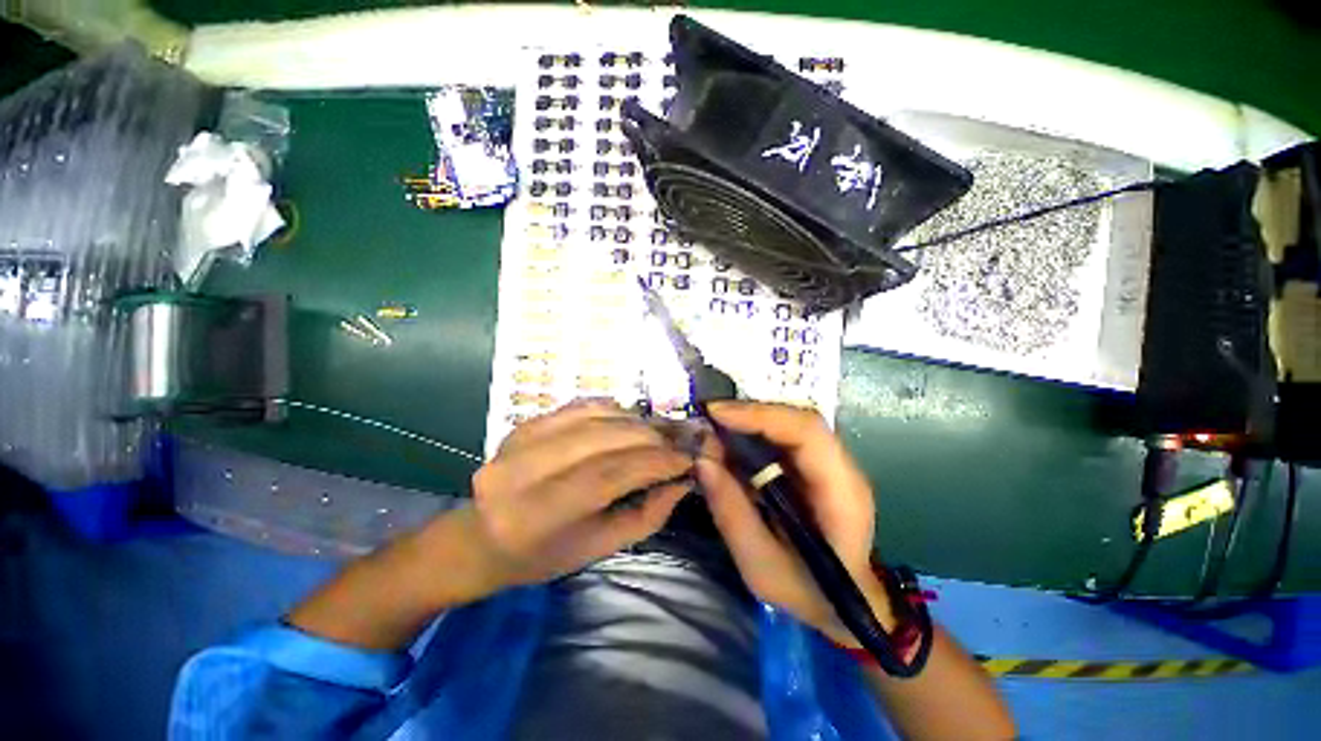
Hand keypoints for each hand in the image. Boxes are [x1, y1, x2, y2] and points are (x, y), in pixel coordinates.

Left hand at [468, 399, 693, 591]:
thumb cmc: (544, 555)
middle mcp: (525, 471)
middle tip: (679, 442)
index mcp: (539, 516)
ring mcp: (520, 440)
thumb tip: (682, 479)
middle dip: (651, 438)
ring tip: (659, 432)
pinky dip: (613, 410)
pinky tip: (629, 420)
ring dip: (635, 421)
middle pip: (604, 439)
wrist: (482, 538)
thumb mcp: (600, 548)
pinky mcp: (525, 423)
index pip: (611, 474)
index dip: (656, 462)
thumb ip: (647, 514)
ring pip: (595, 417)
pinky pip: (580, 406)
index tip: (687, 458)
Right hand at [696, 401, 893, 645]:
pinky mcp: (817, 466)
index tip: (716, 414)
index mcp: (841, 494)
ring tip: (715, 428)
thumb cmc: (808, 593)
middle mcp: (843, 468)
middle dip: (751, 413)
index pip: (807, 433)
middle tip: (709, 418)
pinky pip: (785, 436)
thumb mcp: (760, 566)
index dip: (761, 416)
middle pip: (799, 420)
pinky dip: (755, 433)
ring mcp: (832, 464)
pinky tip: (732, 441)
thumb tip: (702, 461)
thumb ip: (732, 513)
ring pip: (792, 423)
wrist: (845, 605)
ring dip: (751, 420)